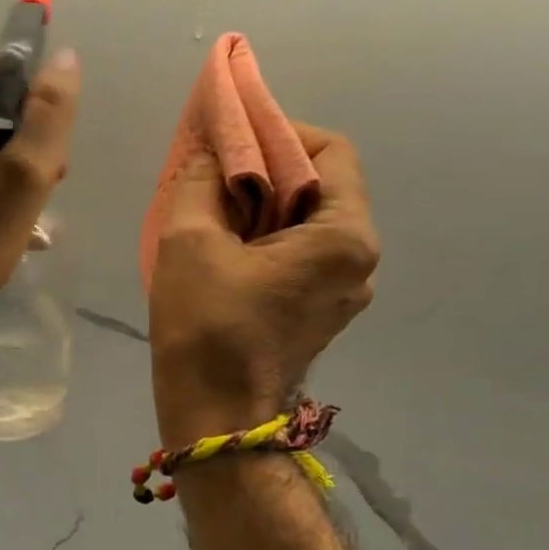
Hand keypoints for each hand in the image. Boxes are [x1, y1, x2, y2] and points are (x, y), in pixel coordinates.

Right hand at [148, 124, 377, 446]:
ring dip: (261, 205)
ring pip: (306, 222)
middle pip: (320, 186)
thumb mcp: (188, 240)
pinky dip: (264, 239)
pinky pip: (298, 255)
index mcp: (344, 236)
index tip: (230, 139)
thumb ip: (199, 180)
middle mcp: (359, 260)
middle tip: (212, 172)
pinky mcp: (319, 313)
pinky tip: (223, 248)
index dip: (279, 131)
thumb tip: (208, 152)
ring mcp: (343, 291)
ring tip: (211, 210)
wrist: (214, 418)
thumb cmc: (205, 327)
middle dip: (265, 169)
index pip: (330, 150)